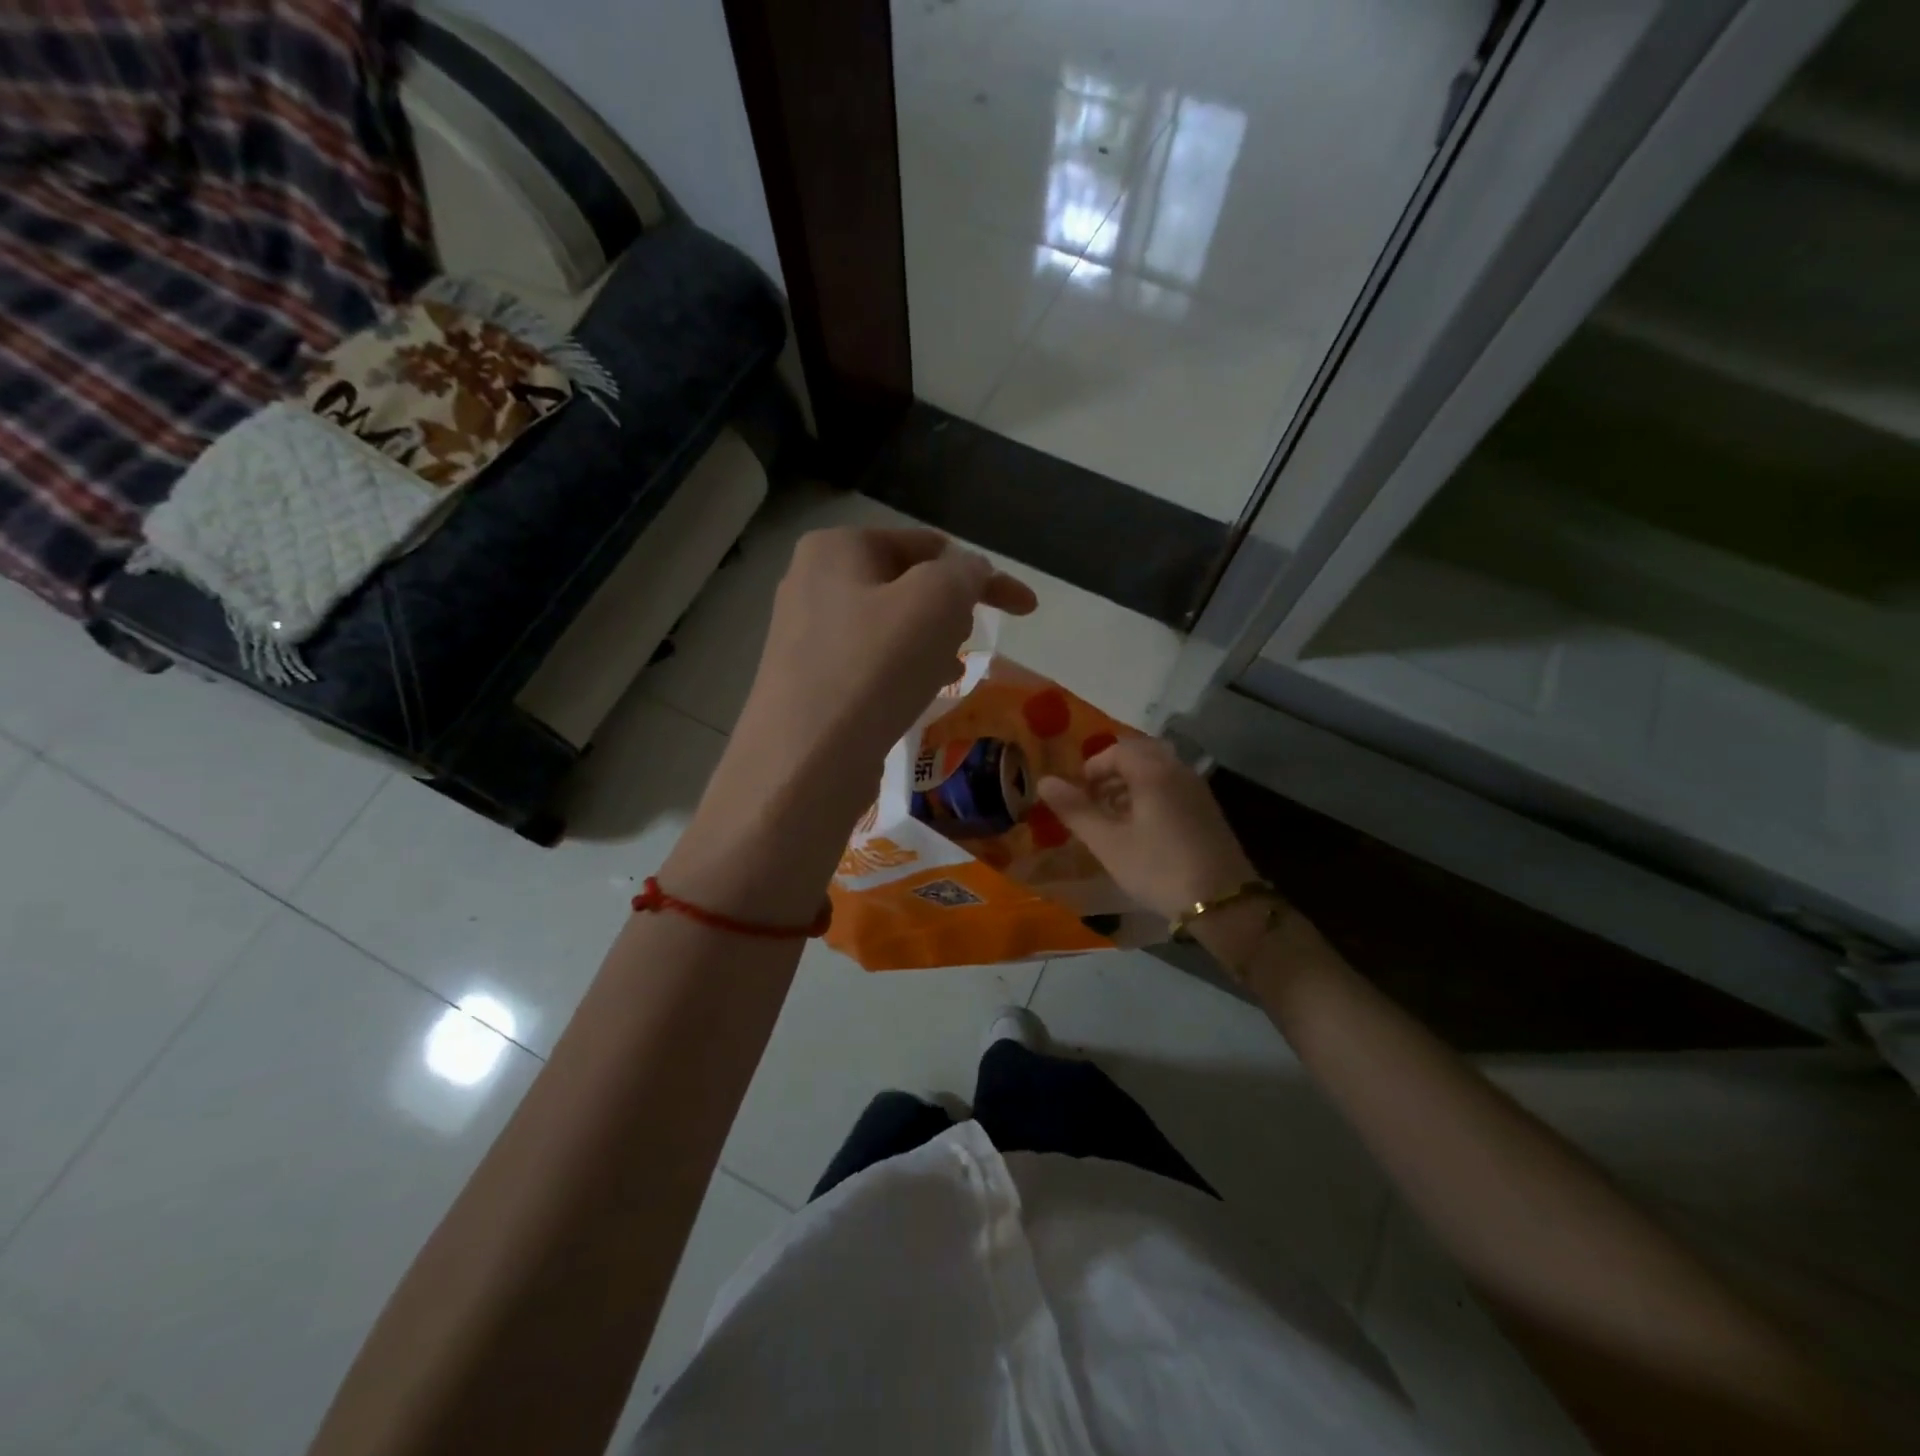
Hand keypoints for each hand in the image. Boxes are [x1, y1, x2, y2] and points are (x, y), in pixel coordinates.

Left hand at [667, 528, 1035, 922]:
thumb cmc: (873, 668)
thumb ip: (965, 572)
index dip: (984, 573)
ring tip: (941, 674)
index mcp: (837, 547)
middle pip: (906, 584)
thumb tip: (970, 572)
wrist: (804, 764)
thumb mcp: (936, 601)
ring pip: (890, 627)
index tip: (1025, 607)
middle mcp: (812, 582)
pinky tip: (912, 697)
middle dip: (950, 609)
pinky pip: (869, 664)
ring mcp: (804, 636)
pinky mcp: (807, 682)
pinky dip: (899, 672)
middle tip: (966, 643)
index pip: (927, 545)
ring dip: (928, 643)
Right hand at [1037, 738, 1256, 920]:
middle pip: (1140, 754)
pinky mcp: (1207, 810)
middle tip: (1094, 799)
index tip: (1078, 793)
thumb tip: (1044, 781)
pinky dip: (1151, 794)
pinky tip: (1141, 828)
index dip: (1093, 767)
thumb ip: (1076, 810)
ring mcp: (1197, 790)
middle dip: (1112, 771)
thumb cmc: (1158, 868)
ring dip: (1131, 783)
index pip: (1117, 750)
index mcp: (1153, 771)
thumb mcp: (1108, 842)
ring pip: (1158, 770)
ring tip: (1113, 815)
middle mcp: (1178, 770)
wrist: (1223, 902)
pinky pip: (1172, 786)